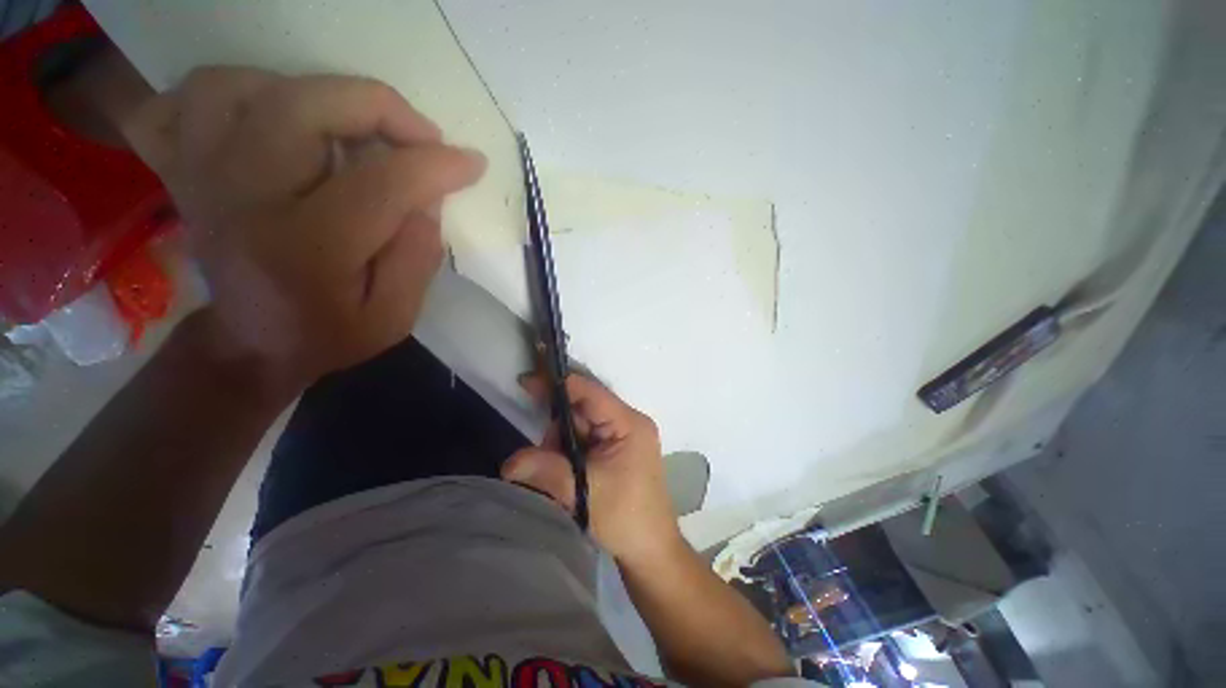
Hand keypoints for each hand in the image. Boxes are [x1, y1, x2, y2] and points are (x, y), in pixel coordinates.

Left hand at [122, 67, 485, 394]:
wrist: (253, 345)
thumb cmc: (331, 335)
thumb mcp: (396, 316)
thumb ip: (419, 256)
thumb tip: (428, 196)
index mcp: (307, 250)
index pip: (380, 183)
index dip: (436, 165)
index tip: (471, 164)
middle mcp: (241, 200)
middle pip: (299, 107)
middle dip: (377, 107)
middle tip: (418, 135)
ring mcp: (199, 178)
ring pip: (234, 86)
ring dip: (304, 91)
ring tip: (347, 125)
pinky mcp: (182, 170)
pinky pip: (181, 103)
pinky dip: (230, 92)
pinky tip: (269, 116)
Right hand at [503, 374, 683, 562]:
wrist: (651, 551)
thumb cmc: (626, 518)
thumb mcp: (583, 492)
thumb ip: (546, 471)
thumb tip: (508, 462)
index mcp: (629, 423)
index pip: (589, 392)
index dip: (557, 385)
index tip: (526, 382)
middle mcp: (628, 422)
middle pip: (583, 408)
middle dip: (557, 426)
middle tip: (541, 453)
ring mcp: (623, 436)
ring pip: (580, 425)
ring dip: (561, 444)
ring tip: (558, 474)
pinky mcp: (616, 450)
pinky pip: (585, 439)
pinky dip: (569, 452)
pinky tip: (565, 472)